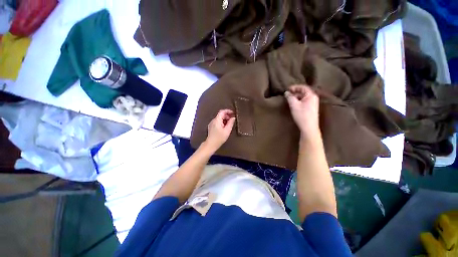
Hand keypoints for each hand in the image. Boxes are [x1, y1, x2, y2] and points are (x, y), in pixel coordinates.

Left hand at [203, 109, 234, 152]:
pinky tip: (224, 127)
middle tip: (232, 119)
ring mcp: (211, 123)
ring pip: (219, 118)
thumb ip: (230, 123)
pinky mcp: (211, 127)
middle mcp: (213, 120)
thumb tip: (233, 118)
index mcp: (217, 120)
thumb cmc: (219, 138)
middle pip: (220, 115)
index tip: (233, 113)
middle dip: (227, 115)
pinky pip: (217, 121)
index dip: (228, 111)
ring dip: (224, 119)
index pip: (222, 111)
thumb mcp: (227, 131)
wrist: (211, 144)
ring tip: (229, 124)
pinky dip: (221, 122)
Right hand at [285, 85, 320, 137]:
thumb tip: (286, 92)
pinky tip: (293, 105)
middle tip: (287, 95)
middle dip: (295, 93)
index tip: (287, 89)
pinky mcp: (311, 109)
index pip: (303, 87)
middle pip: (303, 92)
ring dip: (296, 97)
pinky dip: (298, 101)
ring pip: (303, 97)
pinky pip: (304, 102)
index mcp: (311, 95)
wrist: (309, 127)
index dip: (295, 87)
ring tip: (289, 100)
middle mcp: (314, 98)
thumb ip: (290, 97)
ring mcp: (313, 103)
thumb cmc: (302, 115)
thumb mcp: (294, 105)